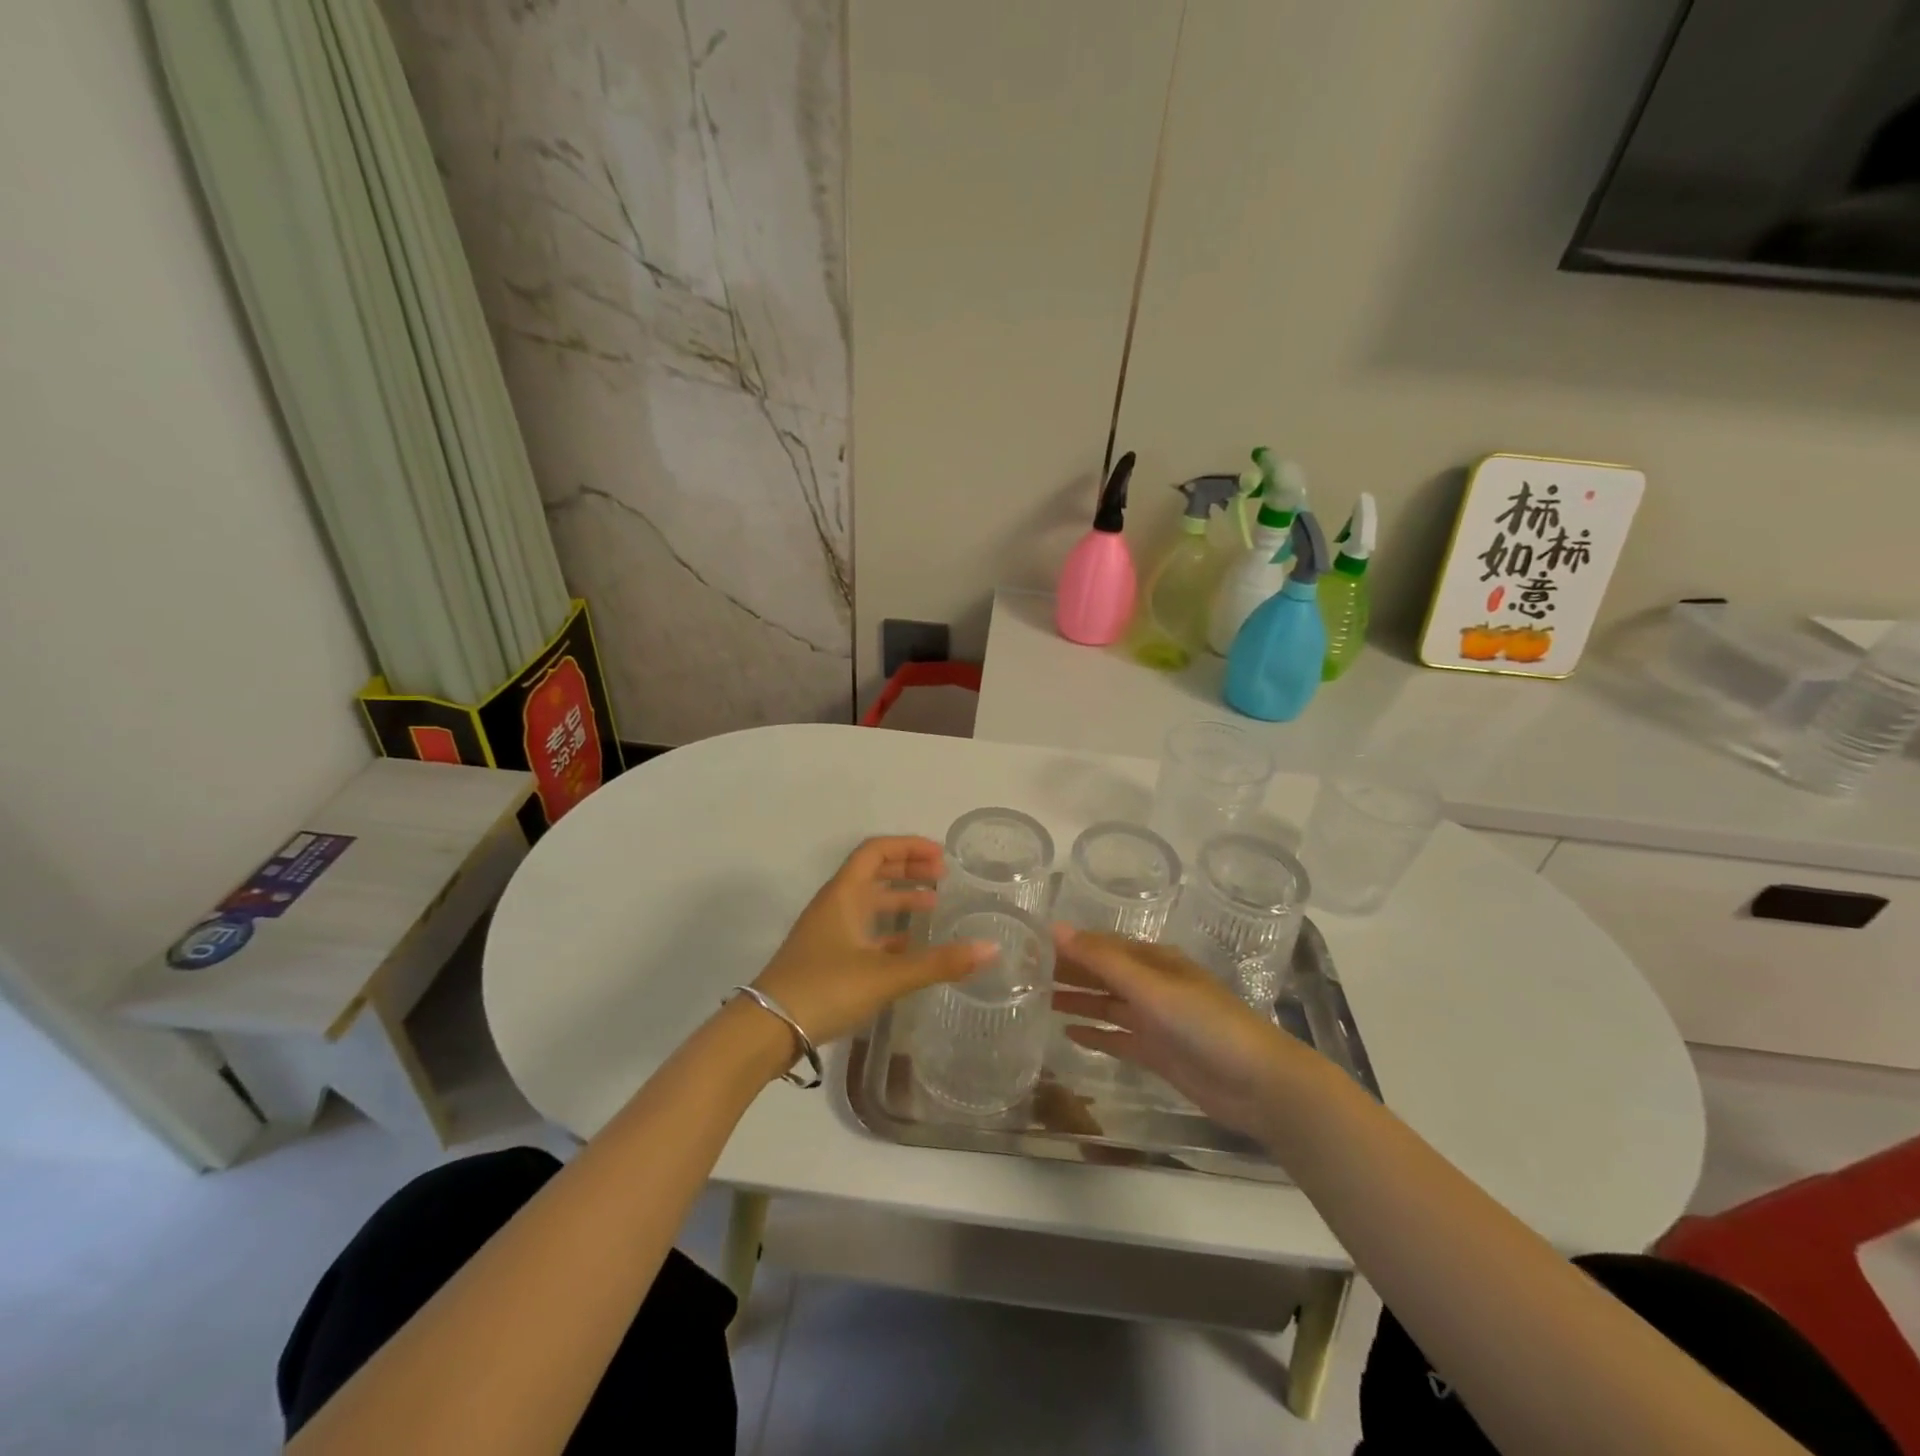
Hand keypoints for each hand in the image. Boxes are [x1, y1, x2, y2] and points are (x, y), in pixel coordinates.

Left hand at [753, 837, 993, 1046]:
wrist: (766, 1030)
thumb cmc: (825, 989)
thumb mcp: (886, 975)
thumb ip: (939, 962)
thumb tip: (991, 949)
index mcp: (843, 895)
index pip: (875, 851)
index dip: (908, 847)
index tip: (941, 855)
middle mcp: (834, 905)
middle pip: (872, 873)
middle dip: (907, 869)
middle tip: (943, 875)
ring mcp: (827, 932)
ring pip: (867, 903)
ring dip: (899, 899)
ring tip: (933, 905)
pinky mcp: (825, 958)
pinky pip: (862, 932)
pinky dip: (888, 931)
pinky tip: (909, 947)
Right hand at [1050, 927, 1317, 1139]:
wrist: (1259, 1084)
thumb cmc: (1205, 1023)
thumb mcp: (1151, 986)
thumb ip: (1102, 960)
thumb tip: (1054, 928)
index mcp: (1153, 960)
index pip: (1102, 945)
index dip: (1069, 944)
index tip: (1031, 944)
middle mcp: (1152, 985)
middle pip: (1101, 973)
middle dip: (1068, 971)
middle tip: (1024, 972)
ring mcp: (1154, 1020)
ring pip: (1106, 1004)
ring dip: (1076, 1000)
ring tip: (1036, 999)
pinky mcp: (1157, 1053)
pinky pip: (1117, 1037)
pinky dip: (1094, 1033)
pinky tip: (1067, 1033)